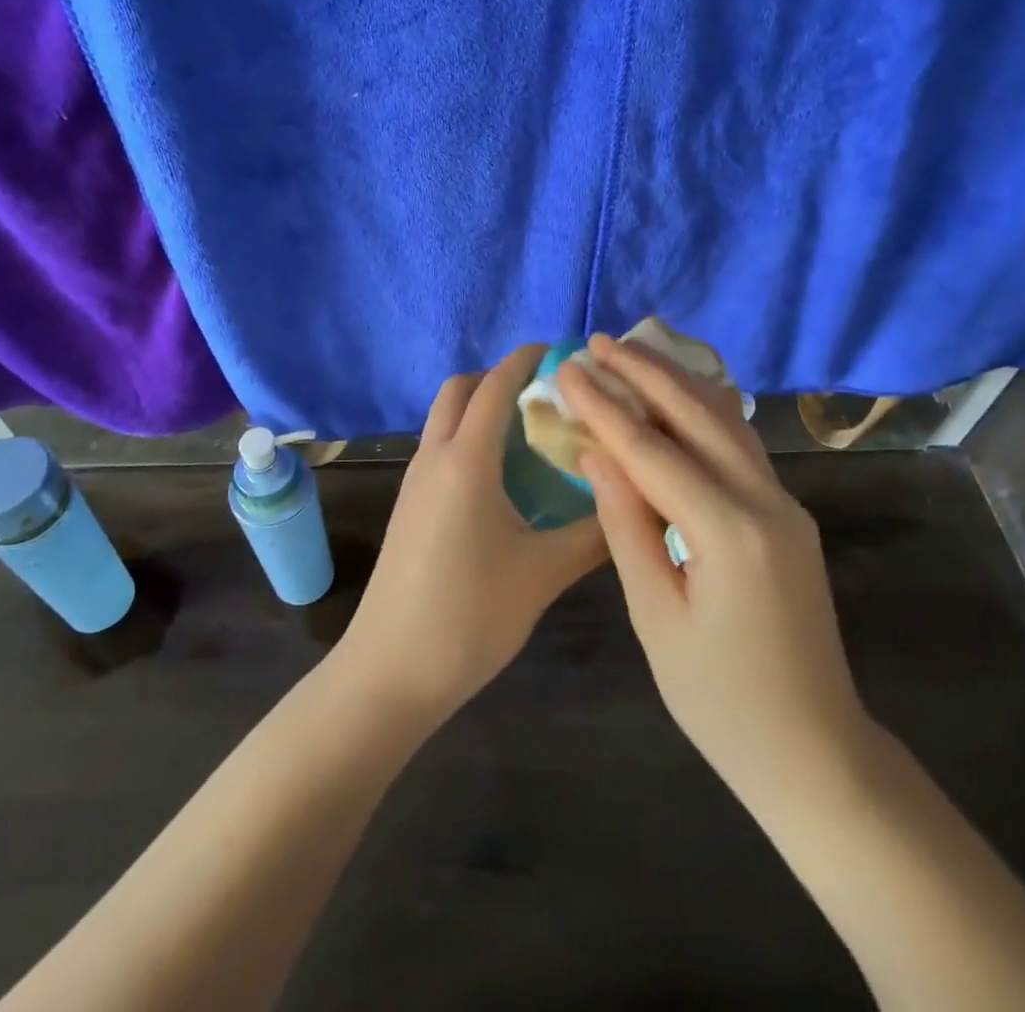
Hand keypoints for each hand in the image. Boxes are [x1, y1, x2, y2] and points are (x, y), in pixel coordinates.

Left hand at [335, 345, 607, 726]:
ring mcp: (415, 481)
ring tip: (533, 434)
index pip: (495, 386)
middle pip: (460, 390)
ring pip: (445, 419)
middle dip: (499, 378)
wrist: (391, 670)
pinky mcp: (409, 506)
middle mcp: (435, 457)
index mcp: (466, 460)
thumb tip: (634, 500)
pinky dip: (470, 438)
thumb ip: (594, 533)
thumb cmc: (470, 614)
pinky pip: (440, 448)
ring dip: (482, 408)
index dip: (526, 359)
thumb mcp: (544, 573)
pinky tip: (504, 477)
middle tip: (548, 396)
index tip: (562, 353)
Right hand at [558, 335, 871, 800]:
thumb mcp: (656, 617)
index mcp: (727, 532)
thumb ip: (626, 525)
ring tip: (632, 356)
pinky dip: (701, 414)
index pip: (650, 450)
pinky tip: (676, 401)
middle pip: (697, 415)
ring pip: (726, 422)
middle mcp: (766, 502)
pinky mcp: (789, 515)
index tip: (566, 369)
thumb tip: (597, 453)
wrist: (815, 751)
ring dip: (677, 384)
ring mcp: (786, 505)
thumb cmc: (720, 701)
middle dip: (644, 372)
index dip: (603, 406)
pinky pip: (740, 447)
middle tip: (598, 342)